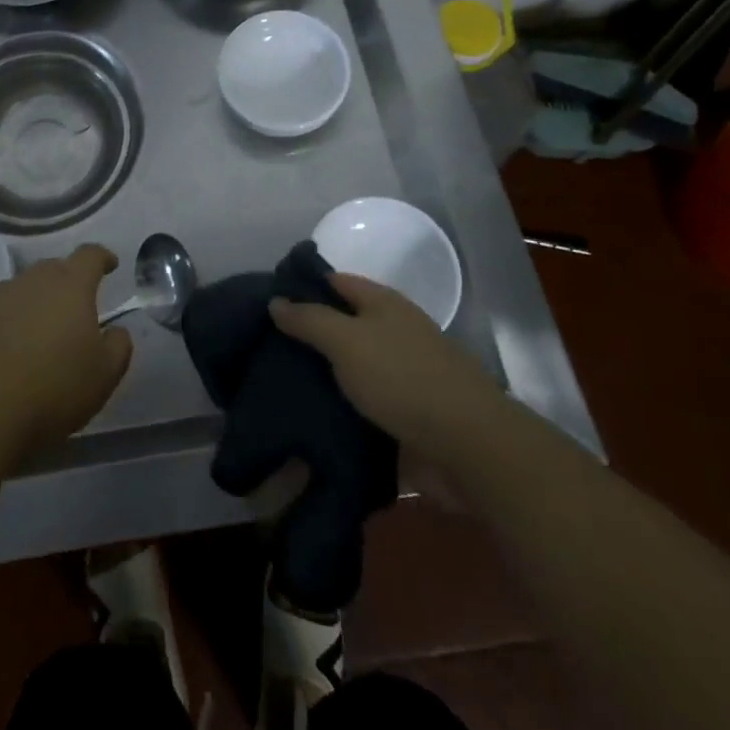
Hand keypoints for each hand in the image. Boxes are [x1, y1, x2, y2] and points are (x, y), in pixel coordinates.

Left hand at [0, 244, 132, 459]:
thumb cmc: (51, 389)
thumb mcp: (103, 376)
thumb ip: (118, 347)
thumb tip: (116, 331)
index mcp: (69, 285)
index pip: (90, 255)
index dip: (102, 258)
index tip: (110, 265)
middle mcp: (30, 281)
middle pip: (53, 269)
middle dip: (67, 283)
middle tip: (75, 308)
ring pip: (21, 292)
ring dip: (34, 305)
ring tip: (39, 335)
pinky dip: (5, 327)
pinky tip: (6, 357)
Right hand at [269, 273, 496, 455]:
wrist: (467, 447)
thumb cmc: (403, 378)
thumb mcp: (347, 340)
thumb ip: (309, 320)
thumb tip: (275, 300)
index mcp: (383, 303)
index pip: (335, 282)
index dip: (302, 286)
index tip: (266, 301)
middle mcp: (392, 332)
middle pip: (342, 325)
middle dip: (307, 336)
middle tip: (262, 348)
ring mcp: (400, 375)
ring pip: (349, 369)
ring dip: (320, 378)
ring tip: (275, 386)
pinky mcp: (403, 416)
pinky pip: (360, 407)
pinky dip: (337, 411)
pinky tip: (306, 419)